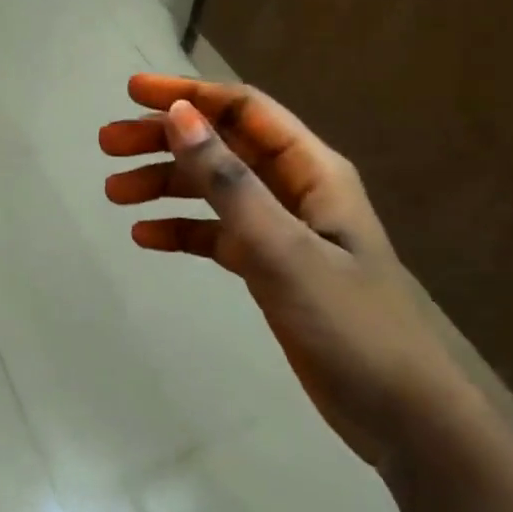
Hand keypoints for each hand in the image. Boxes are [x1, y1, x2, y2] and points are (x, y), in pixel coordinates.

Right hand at [100, 75, 475, 474]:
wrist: (405, 419)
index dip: (188, 94)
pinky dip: (180, 230)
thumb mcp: (282, 248)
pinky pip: (215, 234)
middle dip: (163, 139)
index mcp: (311, 170)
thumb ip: (229, 181)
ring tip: (114, 192)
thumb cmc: (351, 325)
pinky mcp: (270, 267)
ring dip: (164, 184)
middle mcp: (295, 189)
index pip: (243, 109)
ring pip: (212, 189)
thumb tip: (179, 115)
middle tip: (107, 144)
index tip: (132, 93)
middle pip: (220, 145)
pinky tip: (145, 237)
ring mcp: (281, 229)